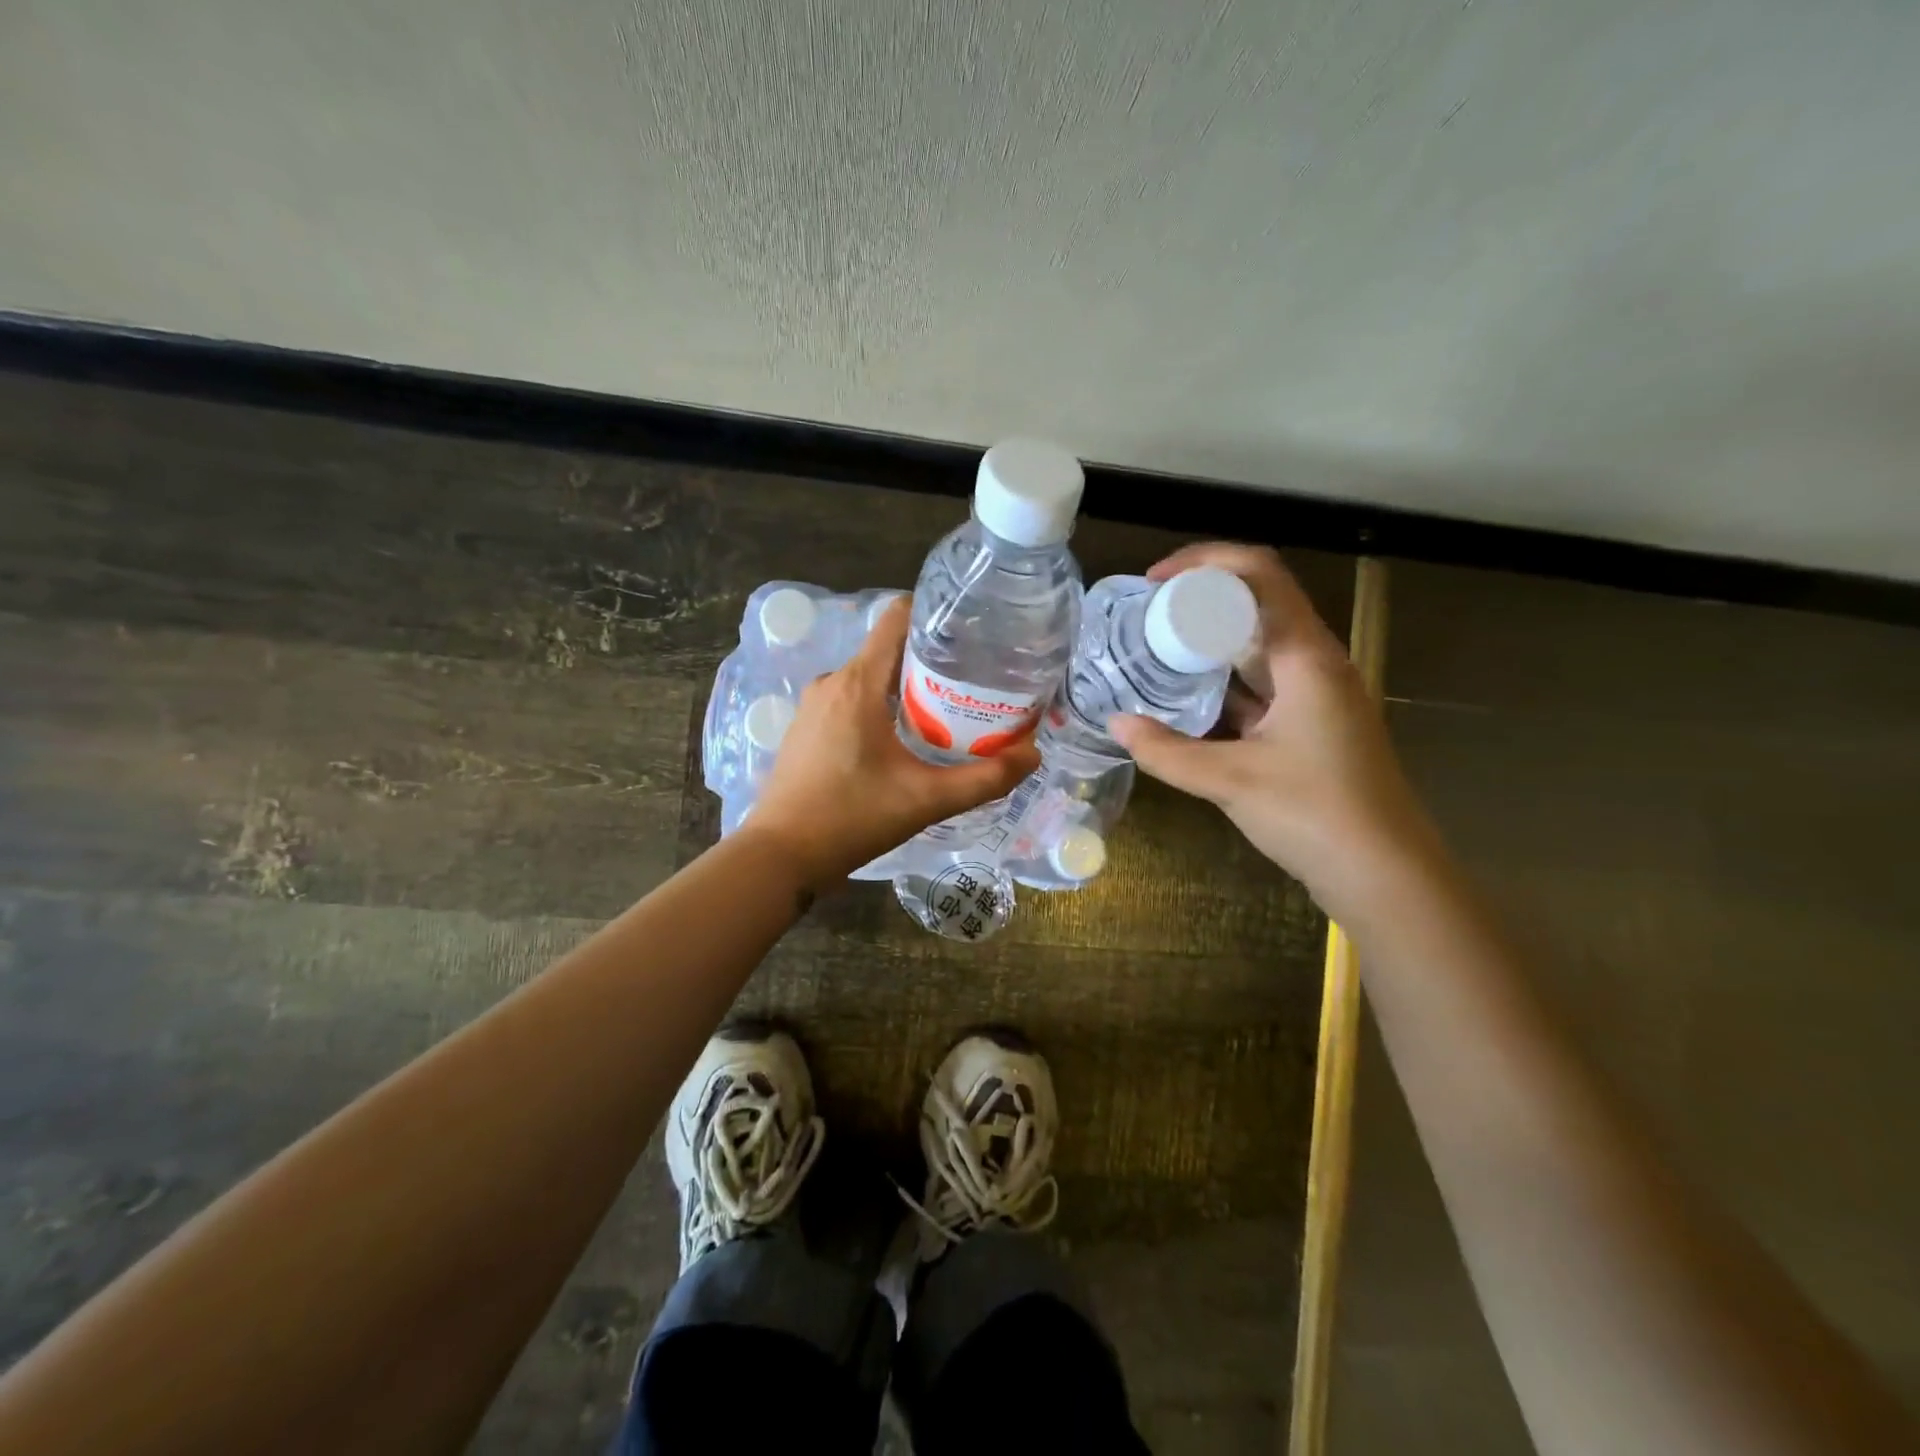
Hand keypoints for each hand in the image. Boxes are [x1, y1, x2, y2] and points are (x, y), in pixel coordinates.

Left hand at [747, 598, 1039, 891]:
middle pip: (890, 649)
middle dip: (933, 660)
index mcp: (859, 683)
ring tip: (947, 710)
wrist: (781, 855)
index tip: (972, 633)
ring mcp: (814, 704)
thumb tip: (1032, 757)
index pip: (898, 618)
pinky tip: (903, 738)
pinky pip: (851, 698)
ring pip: (871, 677)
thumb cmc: (852, 819)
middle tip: (974, 682)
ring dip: (907, 686)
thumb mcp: (926, 800)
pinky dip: (881, 706)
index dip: (937, 617)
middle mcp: (833, 681)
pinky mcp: (807, 726)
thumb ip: (984, 779)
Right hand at [1107, 543, 1433, 915]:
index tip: (1154, 581)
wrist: (1384, 874)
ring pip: (1257, 649)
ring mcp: (1316, 697)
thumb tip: (1115, 723)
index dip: (1205, 562)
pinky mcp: (1310, 726)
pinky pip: (1260, 687)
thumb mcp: (1230, 781)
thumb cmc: (1315, 814)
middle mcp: (1316, 664)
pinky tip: (1185, 701)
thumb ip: (1167, 751)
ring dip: (1208, 646)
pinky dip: (1222, 686)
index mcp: (1307, 657)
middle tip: (1144, 619)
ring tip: (1154, 653)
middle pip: (1257, 606)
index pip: (1260, 575)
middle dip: (1198, 603)